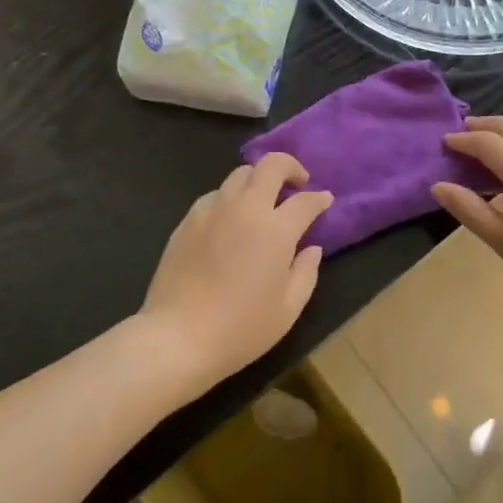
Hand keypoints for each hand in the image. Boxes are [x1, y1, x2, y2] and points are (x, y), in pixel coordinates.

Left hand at [140, 154, 331, 392]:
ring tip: (262, 199)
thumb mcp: (288, 310)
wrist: (177, 337)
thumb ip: (306, 272)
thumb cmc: (240, 329)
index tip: (325, 200)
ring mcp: (213, 210)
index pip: (305, 201)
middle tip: (297, 183)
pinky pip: (215, 194)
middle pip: (271, 165)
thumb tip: (312, 248)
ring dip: (258, 179)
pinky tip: (230, 219)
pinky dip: (230, 197)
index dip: (319, 198)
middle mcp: (246, 208)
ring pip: (240, 174)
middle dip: (290, 166)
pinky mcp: (188, 219)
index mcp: (275, 230)